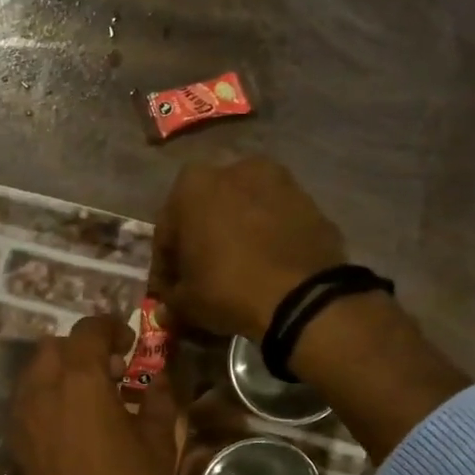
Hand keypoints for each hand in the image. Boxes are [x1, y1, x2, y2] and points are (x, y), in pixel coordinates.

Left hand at [3, 315, 178, 474]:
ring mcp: (23, 416)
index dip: (111, 328)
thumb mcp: (157, 446)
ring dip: (63, 371)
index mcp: (79, 381)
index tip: (130, 345)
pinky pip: (29, 400)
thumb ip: (158, 401)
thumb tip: (158, 380)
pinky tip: (76, 422)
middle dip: (83, 349)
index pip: (88, 330)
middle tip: (113, 372)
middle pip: (55, 347)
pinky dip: (50, 396)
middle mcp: (43, 389)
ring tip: (94, 397)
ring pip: (37, 372)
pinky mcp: (16, 441)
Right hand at [151, 157, 346, 340]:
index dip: (165, 266)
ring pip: (244, 212)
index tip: (169, 291)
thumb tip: (170, 305)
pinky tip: (267, 268)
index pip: (166, 231)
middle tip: (202, 277)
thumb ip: (171, 297)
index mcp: (192, 186)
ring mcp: (279, 181)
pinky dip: (267, 239)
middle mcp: (234, 170)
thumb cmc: (227, 289)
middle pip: (207, 212)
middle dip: (201, 241)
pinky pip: (276, 222)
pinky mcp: (310, 201)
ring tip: (238, 271)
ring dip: (236, 235)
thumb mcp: (184, 303)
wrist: (302, 297)